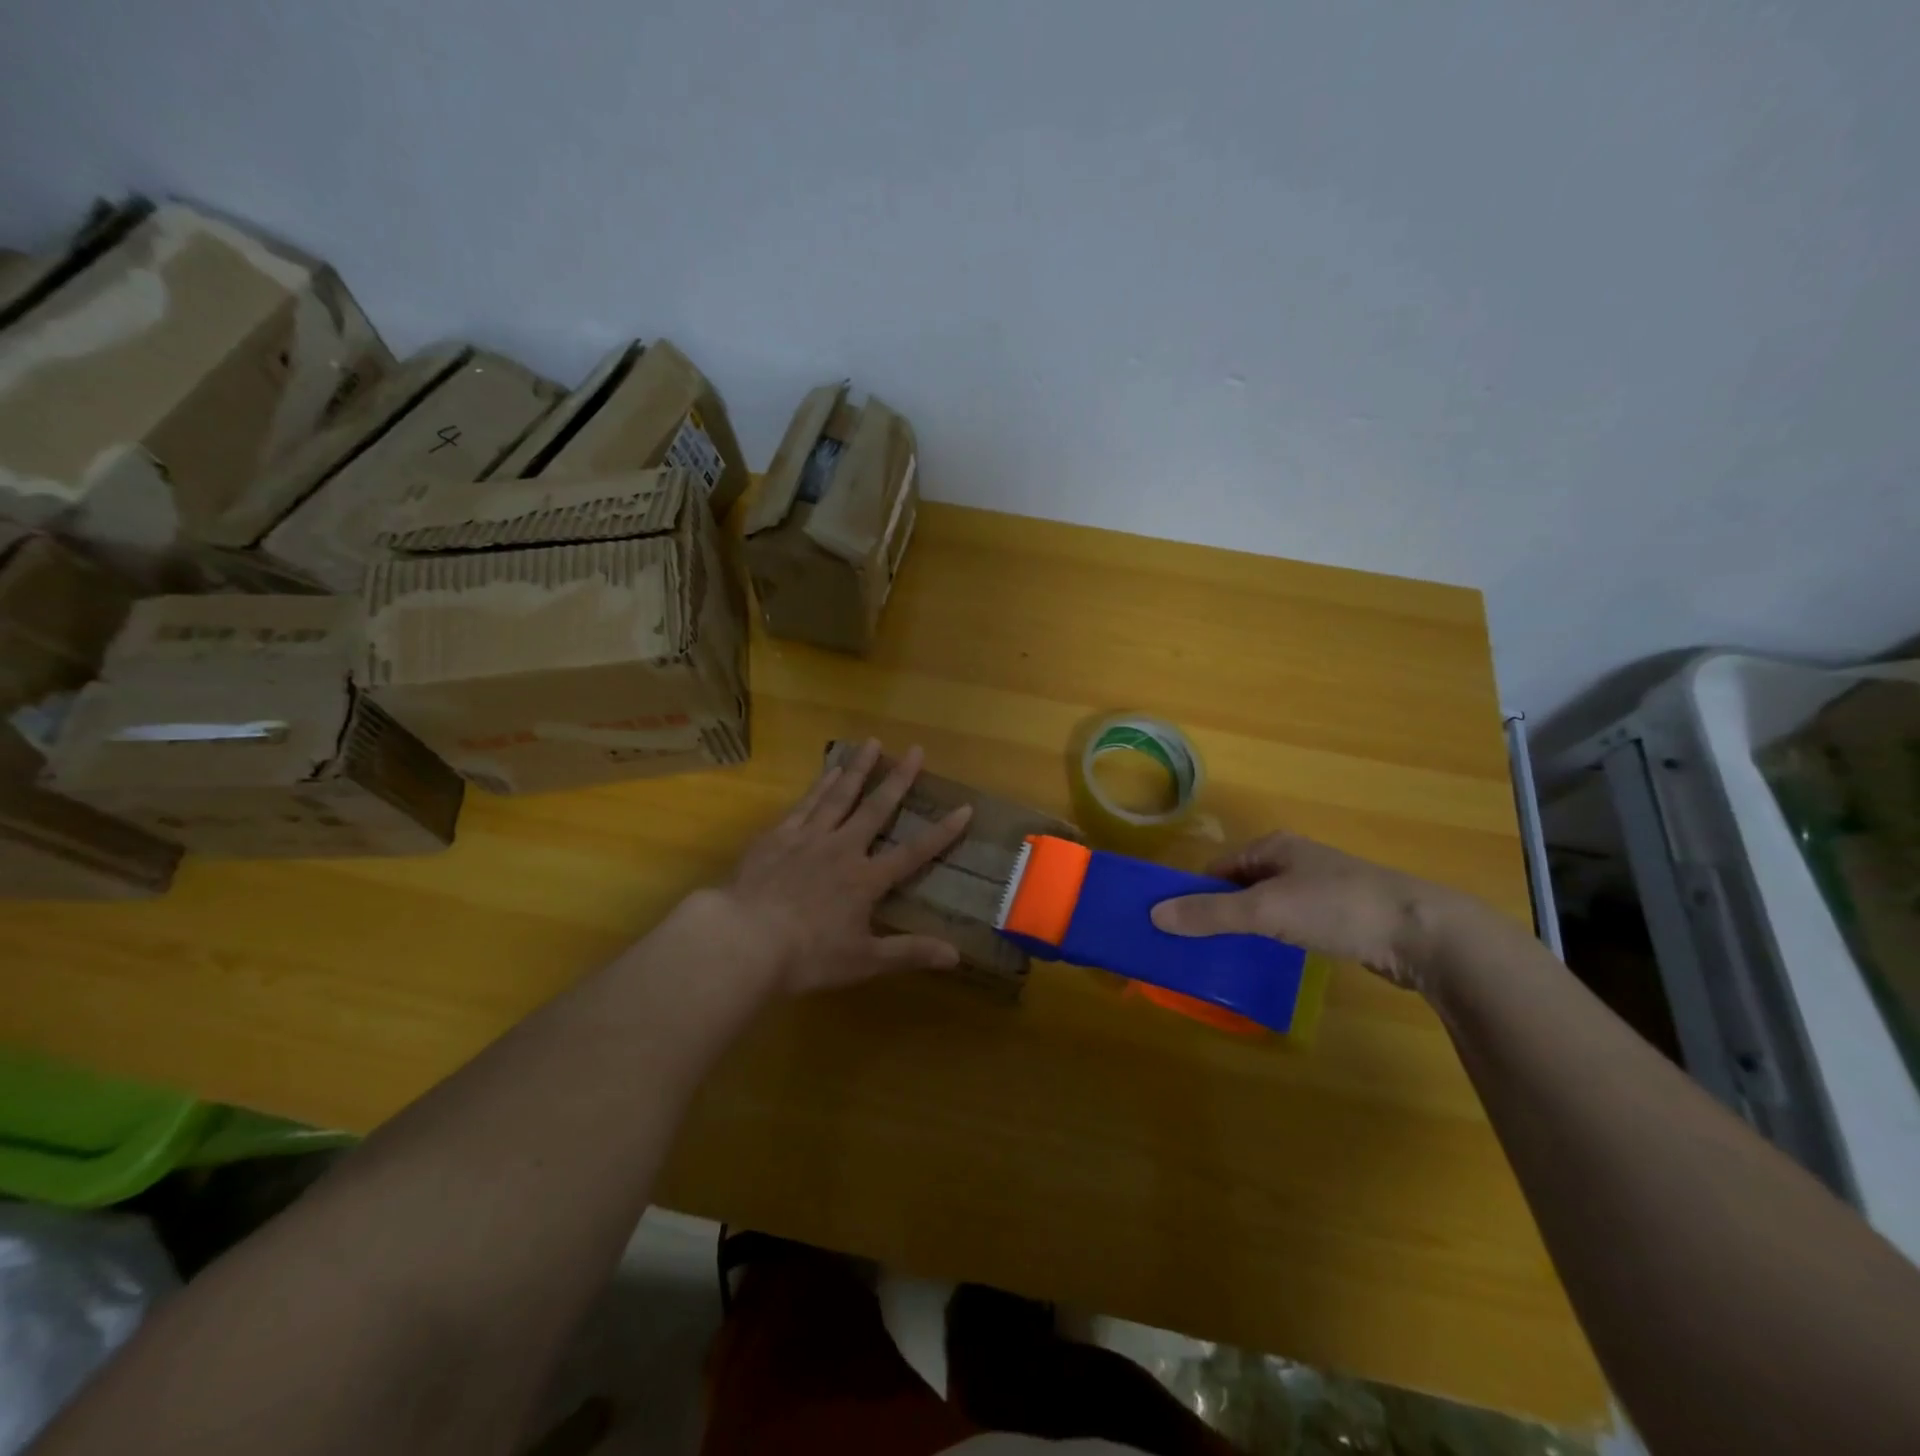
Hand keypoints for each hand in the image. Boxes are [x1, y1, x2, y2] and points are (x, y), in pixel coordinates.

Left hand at [703, 739, 973, 997]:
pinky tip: (829, 771)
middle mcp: (842, 849)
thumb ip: (909, 953)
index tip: (964, 808)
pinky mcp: (778, 836)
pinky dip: (820, 785)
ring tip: (872, 743)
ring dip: (858, 768)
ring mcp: (808, 838)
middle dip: (899, 779)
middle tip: (915, 750)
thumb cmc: (806, 955)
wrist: (743, 938)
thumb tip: (956, 955)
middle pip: (875, 808)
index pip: (913, 852)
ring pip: (839, 796)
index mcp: (865, 879)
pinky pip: (806, 804)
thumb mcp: (863, 961)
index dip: (941, 832)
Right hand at [1149, 832, 1473, 994]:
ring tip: (1227, 958)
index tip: (1176, 924)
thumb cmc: (1336, 907)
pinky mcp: (1341, 918)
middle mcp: (1294, 861)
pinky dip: (1276, 940)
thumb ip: (1210, 914)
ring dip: (1247, 929)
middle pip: (1240, 887)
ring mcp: (1321, 889)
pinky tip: (1272, 961)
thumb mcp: (1265, 910)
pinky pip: (1292, 925)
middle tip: (1196, 946)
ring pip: (1268, 908)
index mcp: (1273, 847)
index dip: (1194, 892)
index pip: (1217, 867)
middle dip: (1219, 913)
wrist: (1422, 933)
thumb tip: (1154, 915)